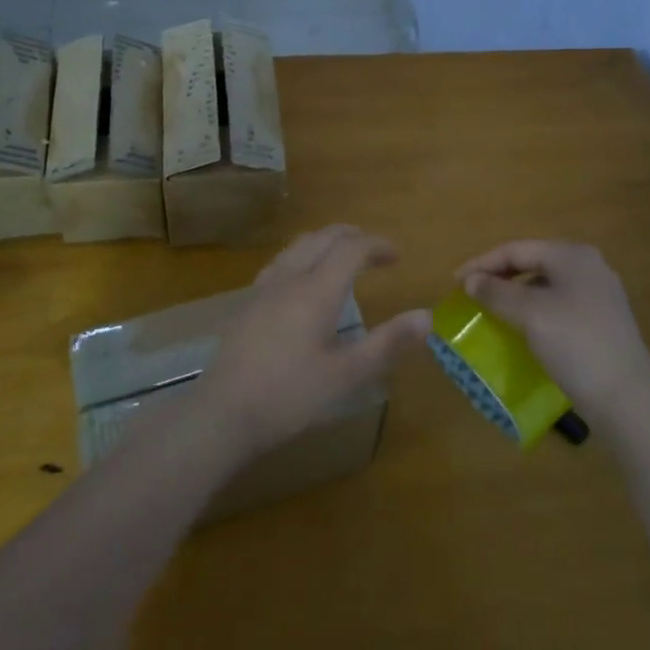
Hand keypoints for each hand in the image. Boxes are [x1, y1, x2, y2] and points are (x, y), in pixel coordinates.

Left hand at [197, 225, 429, 461]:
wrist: (223, 412)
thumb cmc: (290, 395)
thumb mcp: (347, 376)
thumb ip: (387, 344)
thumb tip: (426, 317)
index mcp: (316, 290)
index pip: (351, 248)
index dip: (377, 244)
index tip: (397, 255)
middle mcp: (290, 278)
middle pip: (323, 238)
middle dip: (353, 236)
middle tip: (375, 251)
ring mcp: (263, 289)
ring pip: (298, 246)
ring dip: (326, 242)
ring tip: (342, 258)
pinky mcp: (246, 304)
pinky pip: (280, 262)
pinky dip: (303, 256)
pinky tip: (301, 281)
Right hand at [457, 240, 649, 419]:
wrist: (627, 398)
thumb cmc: (575, 344)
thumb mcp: (529, 314)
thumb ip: (496, 292)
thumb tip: (471, 281)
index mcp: (572, 255)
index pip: (516, 249)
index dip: (482, 263)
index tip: (455, 282)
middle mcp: (588, 266)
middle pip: (532, 262)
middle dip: (499, 276)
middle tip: (471, 294)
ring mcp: (599, 294)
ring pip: (545, 285)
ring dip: (515, 294)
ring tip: (491, 310)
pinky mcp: (603, 321)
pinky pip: (558, 304)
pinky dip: (534, 310)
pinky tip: (522, 328)